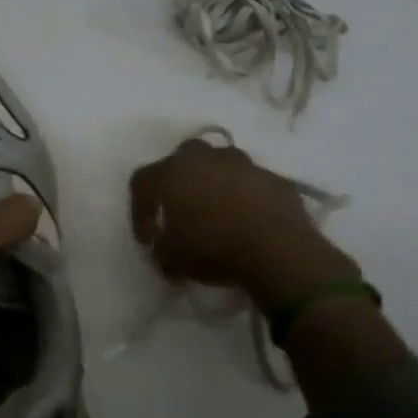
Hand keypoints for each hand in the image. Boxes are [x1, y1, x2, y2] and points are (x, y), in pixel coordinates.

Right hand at [128, 138, 360, 308]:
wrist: (277, 250)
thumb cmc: (212, 249)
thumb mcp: (171, 260)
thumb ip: (160, 249)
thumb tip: (162, 248)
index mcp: (173, 172)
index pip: (142, 182)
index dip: (139, 209)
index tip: (148, 238)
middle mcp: (206, 158)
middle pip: (183, 157)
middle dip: (179, 180)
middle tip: (181, 209)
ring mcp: (244, 165)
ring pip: (222, 164)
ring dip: (216, 183)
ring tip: (219, 212)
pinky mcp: (275, 179)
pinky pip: (253, 183)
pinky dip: (247, 197)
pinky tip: (250, 221)